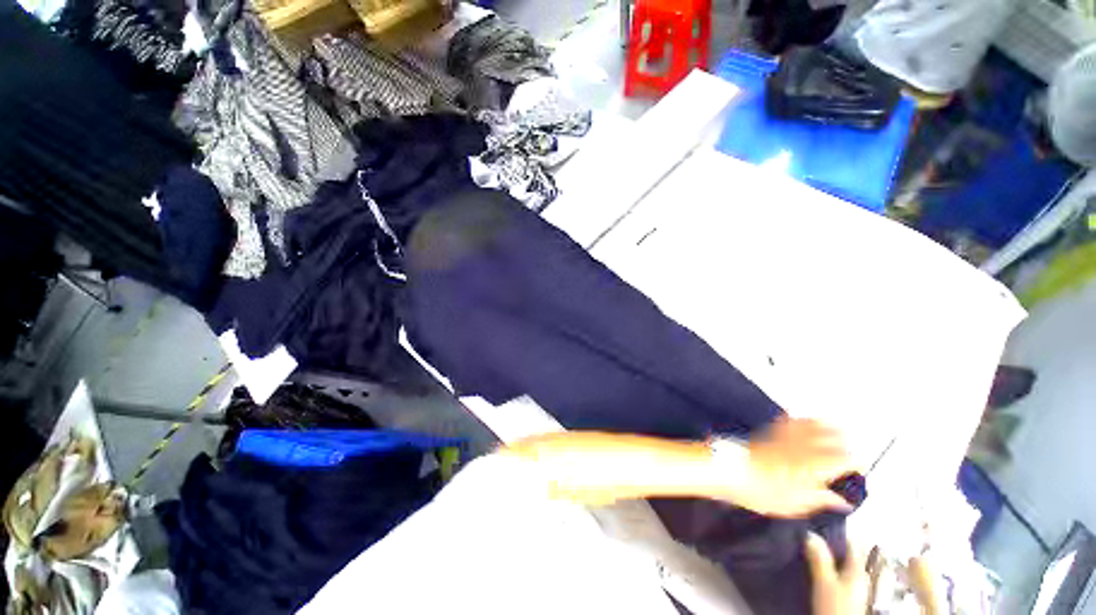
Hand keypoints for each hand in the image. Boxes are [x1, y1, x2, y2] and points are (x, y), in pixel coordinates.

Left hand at [729, 418, 860, 516]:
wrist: (730, 469)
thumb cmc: (762, 491)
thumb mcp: (795, 505)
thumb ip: (821, 500)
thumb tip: (841, 501)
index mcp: (816, 465)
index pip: (848, 458)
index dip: (857, 465)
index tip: (856, 474)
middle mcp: (805, 445)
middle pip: (837, 435)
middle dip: (846, 445)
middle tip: (845, 458)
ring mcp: (788, 434)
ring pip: (816, 422)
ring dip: (827, 429)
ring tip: (830, 439)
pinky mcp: (772, 429)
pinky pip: (791, 418)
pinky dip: (802, 421)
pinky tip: (802, 426)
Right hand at [805, 534, 868, 614]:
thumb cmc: (835, 606)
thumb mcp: (824, 583)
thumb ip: (819, 558)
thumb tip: (810, 533)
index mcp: (859, 569)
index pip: (852, 543)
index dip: (836, 532)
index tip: (817, 524)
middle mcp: (862, 576)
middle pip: (848, 555)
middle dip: (830, 546)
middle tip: (809, 537)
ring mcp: (857, 588)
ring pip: (843, 566)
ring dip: (828, 559)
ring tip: (809, 552)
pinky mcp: (849, 597)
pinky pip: (840, 576)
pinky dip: (829, 570)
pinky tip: (817, 570)